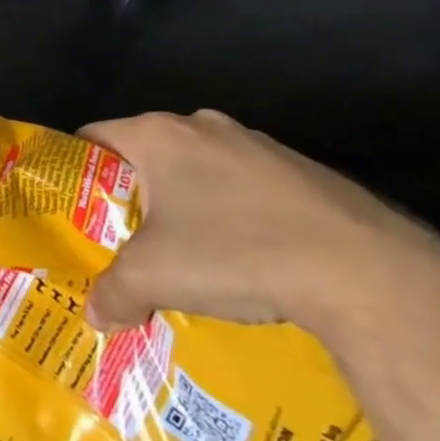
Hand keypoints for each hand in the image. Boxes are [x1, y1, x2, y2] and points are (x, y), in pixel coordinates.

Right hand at [79, 110, 439, 339]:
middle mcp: (201, 125)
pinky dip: (231, 213)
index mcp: (157, 134)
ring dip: (184, 206)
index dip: (76, 172)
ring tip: (185, 256)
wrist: (365, 270)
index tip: (74, 211)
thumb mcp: (156, 277)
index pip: (93, 138)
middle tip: (124, 241)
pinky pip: (243, 186)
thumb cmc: (235, 252)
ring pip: (196, 171)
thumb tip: (94, 315)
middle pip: (145, 156)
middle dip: (131, 196)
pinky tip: (244, 259)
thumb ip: (113, 292)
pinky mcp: (299, 170)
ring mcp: (255, 143)